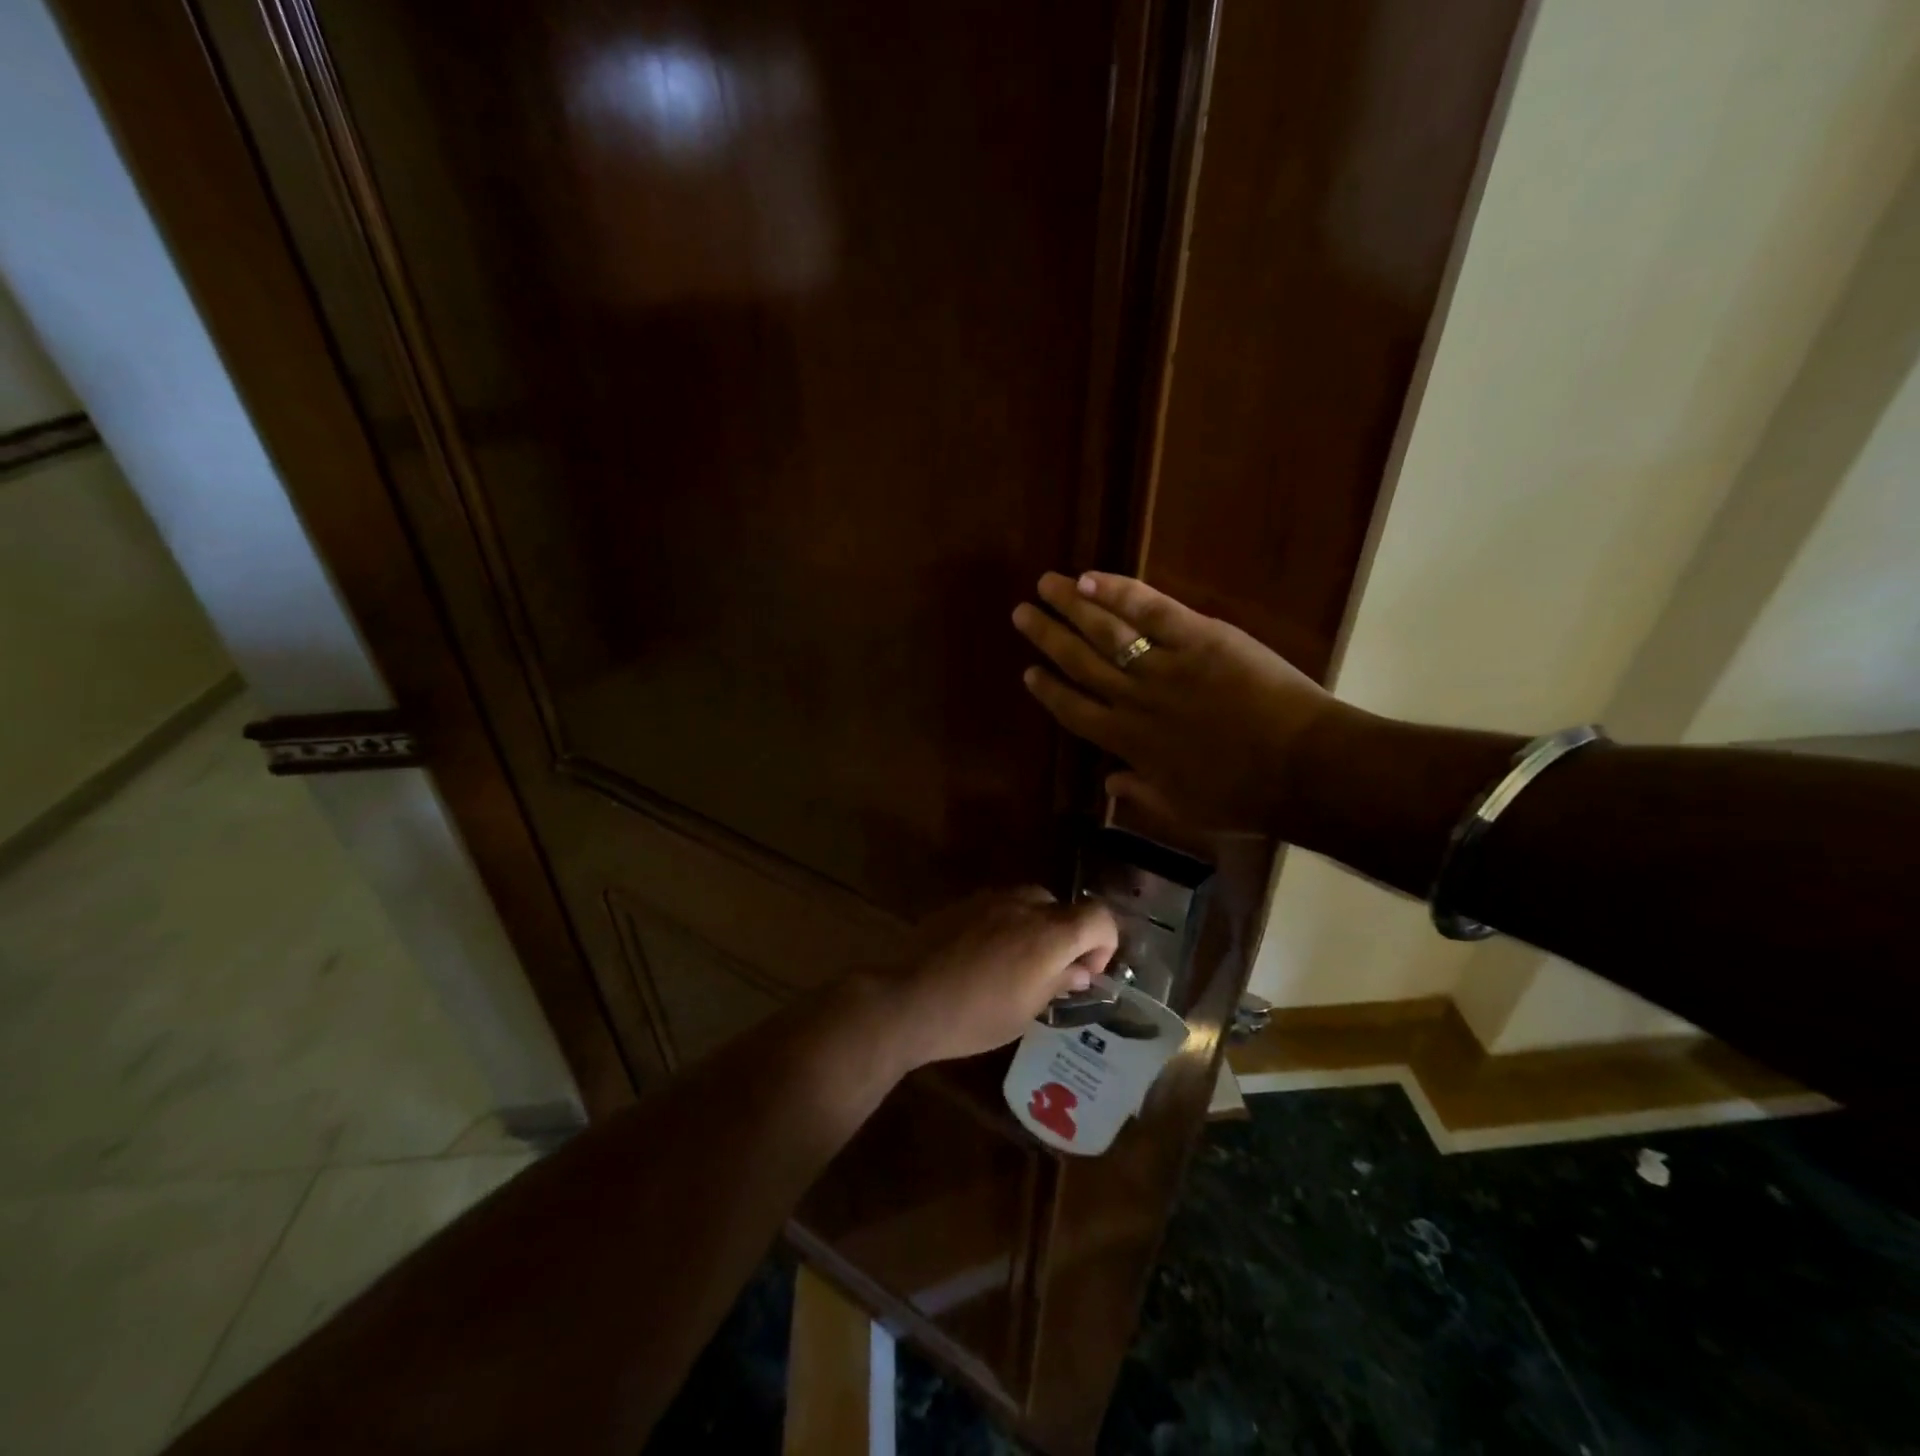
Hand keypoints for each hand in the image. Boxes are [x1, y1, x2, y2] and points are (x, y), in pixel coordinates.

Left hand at [870, 889, 1118, 1069]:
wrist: (908, 1000)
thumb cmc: (975, 1017)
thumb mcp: (1026, 1011)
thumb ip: (1059, 982)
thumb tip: (1079, 970)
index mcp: (1049, 934)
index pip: (1098, 916)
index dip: (1104, 942)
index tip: (1085, 972)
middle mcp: (1024, 906)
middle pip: (1063, 908)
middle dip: (1066, 936)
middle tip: (1049, 972)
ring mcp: (990, 899)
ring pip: (1030, 902)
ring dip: (1035, 928)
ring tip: (1015, 963)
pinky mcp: (963, 902)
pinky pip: (999, 905)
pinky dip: (1005, 923)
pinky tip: (984, 955)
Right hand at [1012, 571, 1343, 832]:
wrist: (1302, 769)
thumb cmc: (1246, 797)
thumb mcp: (1185, 810)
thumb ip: (1142, 794)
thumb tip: (1108, 782)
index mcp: (1128, 743)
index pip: (1074, 711)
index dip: (1048, 690)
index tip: (1028, 671)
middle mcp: (1134, 700)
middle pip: (1079, 662)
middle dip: (1047, 636)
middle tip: (1021, 613)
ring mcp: (1164, 666)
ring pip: (1105, 631)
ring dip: (1071, 605)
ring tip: (1046, 584)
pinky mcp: (1198, 639)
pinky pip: (1151, 610)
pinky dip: (1118, 592)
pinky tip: (1091, 577)